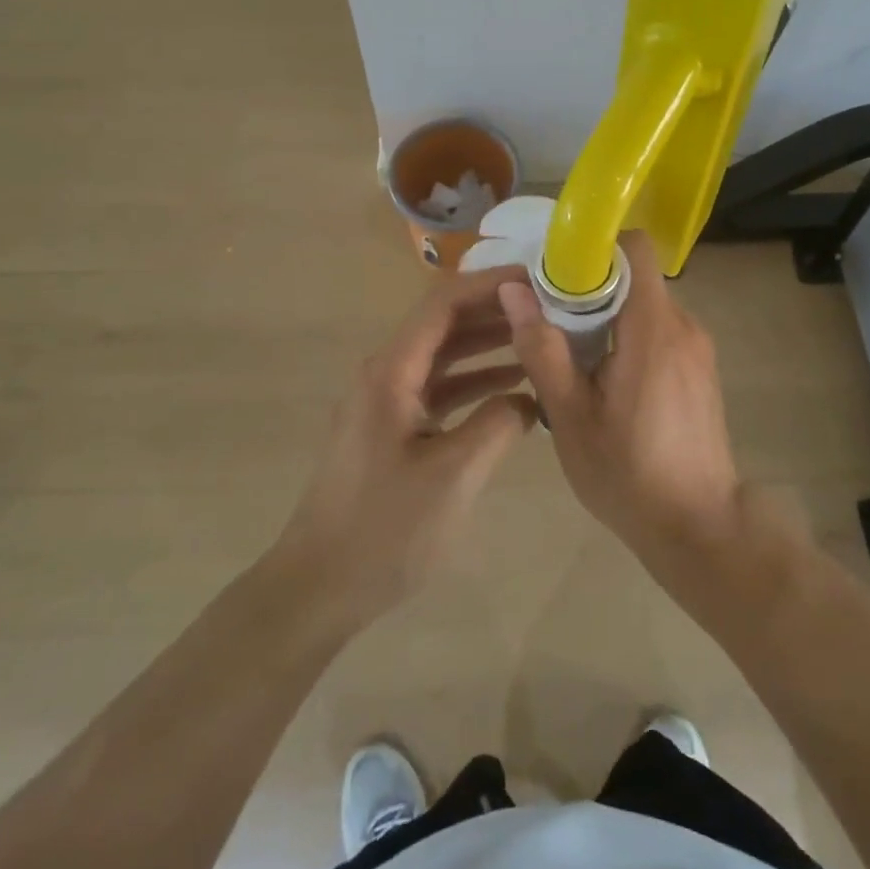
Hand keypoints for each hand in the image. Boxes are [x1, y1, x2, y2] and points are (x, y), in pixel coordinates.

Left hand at [271, 265, 535, 627]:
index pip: (444, 303)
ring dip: (489, 347)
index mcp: (392, 370)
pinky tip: (515, 391)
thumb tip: (529, 397)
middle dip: (495, 312)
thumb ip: (498, 423)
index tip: (537, 281)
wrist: (319, 587)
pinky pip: (439, 389)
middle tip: (550, 310)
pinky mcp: (392, 427)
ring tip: (541, 341)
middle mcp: (386, 372)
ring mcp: (387, 400)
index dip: (490, 284)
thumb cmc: (385, 529)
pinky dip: (475, 384)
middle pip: (445, 323)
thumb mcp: (455, 474)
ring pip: (445, 356)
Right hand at [499, 234, 742, 568]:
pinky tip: (605, 378)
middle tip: (550, 319)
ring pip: (645, 304)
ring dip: (608, 315)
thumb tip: (514, 289)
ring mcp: (697, 347)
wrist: (701, 530)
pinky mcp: (700, 369)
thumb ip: (543, 348)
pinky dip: (628, 336)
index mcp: (653, 327)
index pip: (635, 248)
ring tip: (573, 354)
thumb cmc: (629, 474)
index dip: (594, 248)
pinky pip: (658, 330)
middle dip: (591, 287)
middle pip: (634, 276)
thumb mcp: (570, 416)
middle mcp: (683, 325)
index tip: (556, 273)